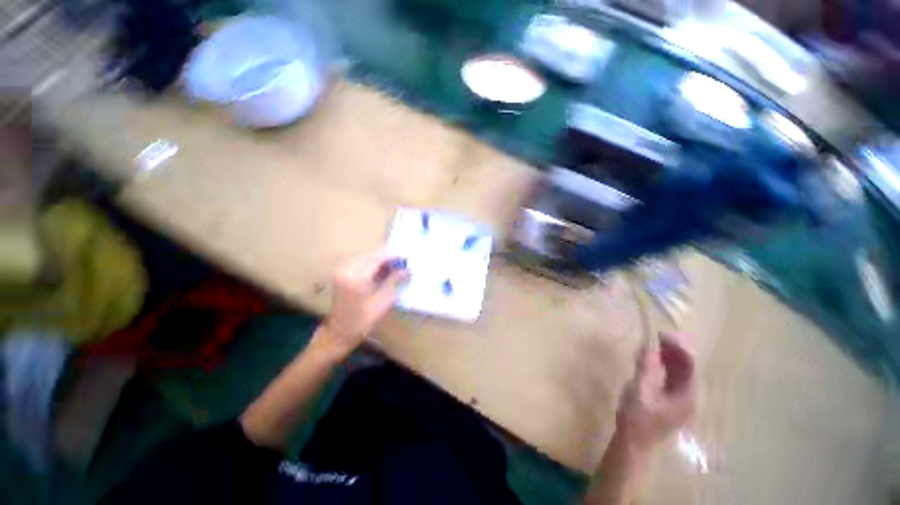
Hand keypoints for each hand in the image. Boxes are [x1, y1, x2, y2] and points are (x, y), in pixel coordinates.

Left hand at [321, 249, 407, 354]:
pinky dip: (370, 264)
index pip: (377, 258)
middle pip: (370, 255)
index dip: (393, 256)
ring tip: (393, 267)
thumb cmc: (363, 321)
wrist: (339, 333)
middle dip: (386, 257)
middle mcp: (346, 269)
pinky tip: (380, 271)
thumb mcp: (384, 302)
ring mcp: (341, 270)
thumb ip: (394, 281)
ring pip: (365, 257)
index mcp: (356, 277)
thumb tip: (407, 269)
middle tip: (401, 264)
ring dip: (379, 260)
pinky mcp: (340, 273)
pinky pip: (358, 262)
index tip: (406, 259)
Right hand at [614, 332, 695, 450]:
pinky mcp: (671, 405)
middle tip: (660, 338)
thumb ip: (645, 369)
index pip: (689, 368)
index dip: (679, 350)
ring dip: (670, 361)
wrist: (634, 443)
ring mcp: (680, 403)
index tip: (664, 336)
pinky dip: (666, 370)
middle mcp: (688, 400)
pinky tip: (655, 363)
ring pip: (680, 377)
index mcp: (686, 398)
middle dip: (675, 353)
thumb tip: (648, 348)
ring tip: (658, 346)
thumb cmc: (637, 418)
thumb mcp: (640, 391)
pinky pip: (673, 382)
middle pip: (686, 371)